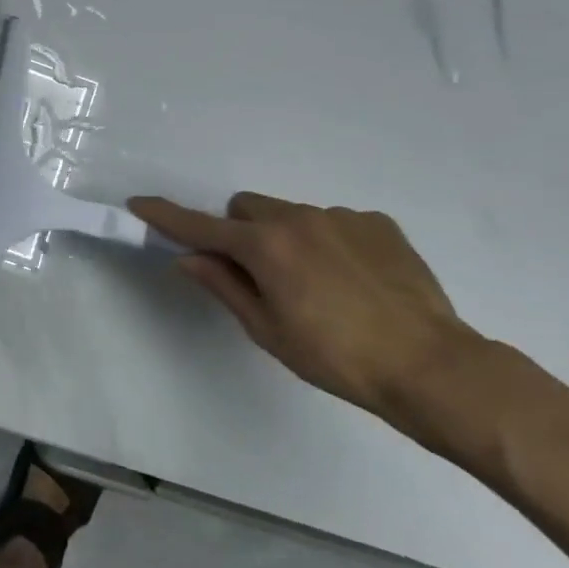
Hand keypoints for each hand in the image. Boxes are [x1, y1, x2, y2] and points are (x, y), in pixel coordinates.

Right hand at [130, 192, 482, 423]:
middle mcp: (298, 218)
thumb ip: (224, 286)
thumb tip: (188, 258)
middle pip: (246, 209)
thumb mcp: (267, 329)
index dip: (166, 216)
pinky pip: (333, 223)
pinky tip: (351, 281)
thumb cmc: (335, 357)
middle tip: (254, 274)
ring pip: (290, 215)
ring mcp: (341, 217)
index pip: (200, 226)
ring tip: (315, 285)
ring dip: (283, 238)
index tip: (139, 203)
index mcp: (265, 247)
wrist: (430, 364)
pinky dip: (326, 243)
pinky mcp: (378, 224)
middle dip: (238, 232)